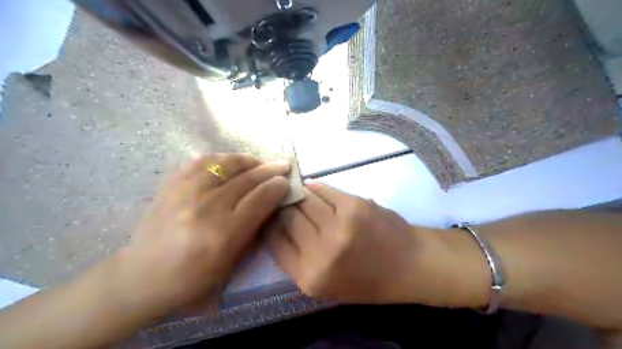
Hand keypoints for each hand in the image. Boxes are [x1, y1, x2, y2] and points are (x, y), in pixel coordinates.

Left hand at [117, 154, 292, 313]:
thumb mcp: (230, 264)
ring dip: (248, 160)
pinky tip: (231, 162)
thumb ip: (252, 230)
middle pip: (246, 179)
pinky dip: (221, 158)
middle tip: (283, 165)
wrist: (141, 276)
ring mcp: (185, 192)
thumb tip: (270, 202)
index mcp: (223, 233)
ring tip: (259, 162)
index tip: (287, 182)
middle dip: (270, 170)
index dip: (277, 187)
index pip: (259, 199)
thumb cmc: (192, 279)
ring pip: (225, 164)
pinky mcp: (171, 184)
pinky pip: (201, 161)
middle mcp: (206, 207)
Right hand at [264, 183, 425, 302]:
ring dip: (299, 195)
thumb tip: (276, 225)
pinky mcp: (353, 206)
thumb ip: (298, 261)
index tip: (270, 215)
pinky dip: (316, 187)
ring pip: (304, 200)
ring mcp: (338, 227)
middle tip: (283, 200)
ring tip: (298, 192)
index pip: (275, 242)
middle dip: (283, 207)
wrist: (409, 265)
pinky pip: (323, 189)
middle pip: (288, 218)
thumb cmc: (368, 281)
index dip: (269, 224)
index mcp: (310, 278)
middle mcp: (320, 253)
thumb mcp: (326, 285)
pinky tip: (314, 188)